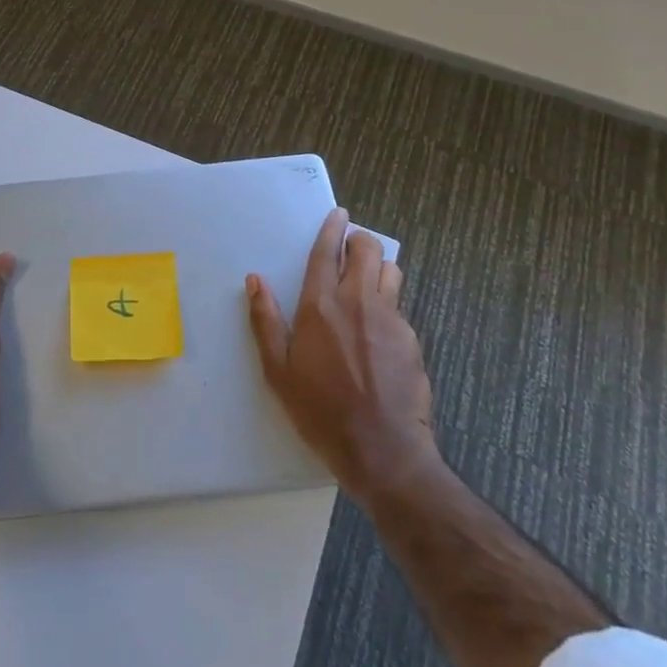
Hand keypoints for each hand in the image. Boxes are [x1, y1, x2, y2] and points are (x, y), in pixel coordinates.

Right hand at [247, 207, 436, 505]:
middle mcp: (358, 301)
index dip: (332, 228)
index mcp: (321, 305)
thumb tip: (254, 280)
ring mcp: (391, 319)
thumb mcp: (279, 371)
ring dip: (379, 269)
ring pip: (391, 272)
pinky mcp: (412, 340)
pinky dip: (389, 308)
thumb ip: (266, 321)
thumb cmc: (321, 411)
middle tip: (350, 249)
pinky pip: (400, 309)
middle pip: (368, 250)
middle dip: (360, 241)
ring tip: (367, 284)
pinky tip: (379, 335)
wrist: (383, 452)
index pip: (327, 251)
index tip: (338, 214)